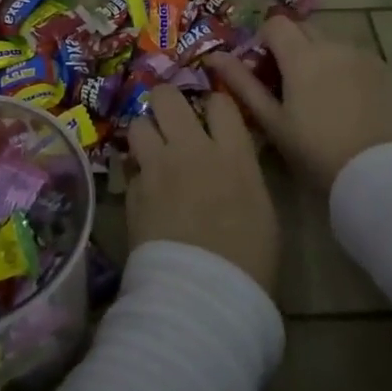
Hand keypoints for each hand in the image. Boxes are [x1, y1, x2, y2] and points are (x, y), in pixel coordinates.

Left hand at [124, 86, 278, 293]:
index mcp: (232, 154)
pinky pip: (129, 166)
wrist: (203, 294)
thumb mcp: (262, 208)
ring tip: (152, 150)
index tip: (212, 116)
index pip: (219, 101)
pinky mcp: (132, 191)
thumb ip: (242, 172)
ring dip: (145, 133)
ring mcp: (157, 168)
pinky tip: (144, 188)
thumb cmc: (249, 259)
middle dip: (166, 101)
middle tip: (170, 117)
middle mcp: (191, 149)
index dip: (214, 105)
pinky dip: (136, 172)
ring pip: (138, 123)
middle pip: (167, 97)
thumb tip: (231, 160)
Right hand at [209, 17, 391, 191]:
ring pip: (332, 44)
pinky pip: (357, 60)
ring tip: (322, 98)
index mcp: (302, 55)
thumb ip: (243, 84)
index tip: (264, 68)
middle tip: (289, 84)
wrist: (382, 174)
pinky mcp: (387, 72)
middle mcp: (333, 45)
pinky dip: (347, 72)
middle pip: (304, 29)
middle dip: (292, 47)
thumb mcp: (273, 122)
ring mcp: (364, 56)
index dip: (264, 40)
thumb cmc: (317, 151)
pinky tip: (350, 105)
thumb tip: (214, 55)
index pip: (275, 23)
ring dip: (320, 59)